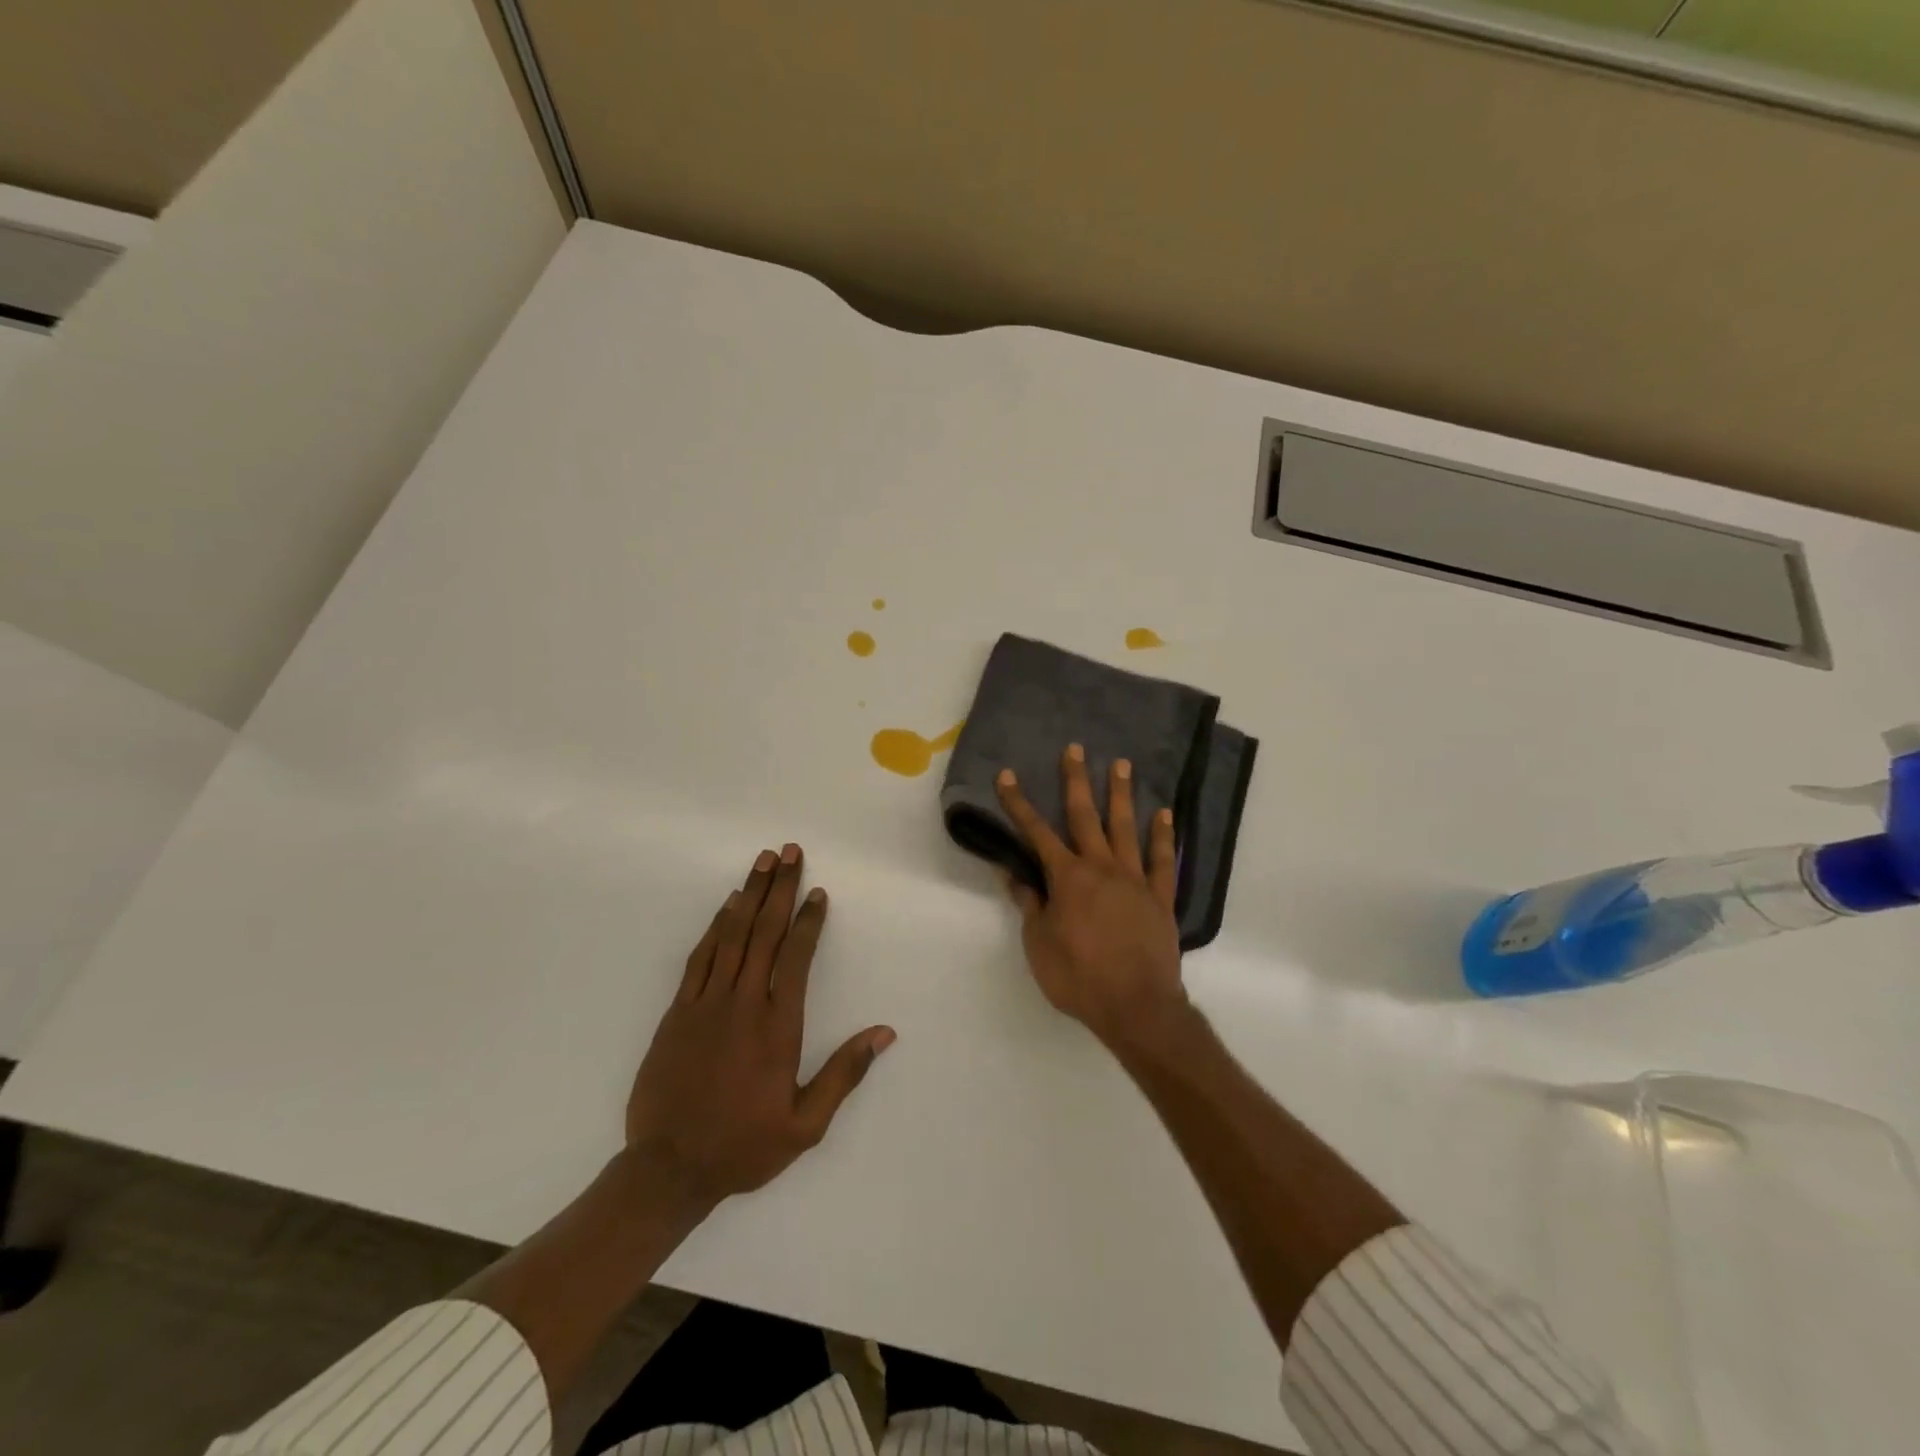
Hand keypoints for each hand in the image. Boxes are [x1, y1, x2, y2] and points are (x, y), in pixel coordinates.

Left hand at [625, 845, 895, 1206]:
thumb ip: (844, 1074)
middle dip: (781, 888)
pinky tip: (728, 905)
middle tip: (790, 851)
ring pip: (732, 935)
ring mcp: (706, 1003)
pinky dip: (716, 925)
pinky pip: (701, 956)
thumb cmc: (743, 1147)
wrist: (667, 1169)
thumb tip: (884, 1033)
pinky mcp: (678, 1011)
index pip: (796, 957)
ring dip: (750, 894)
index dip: (809, 920)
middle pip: (765, 932)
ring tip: (763, 861)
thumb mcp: (806, 1124)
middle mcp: (744, 1003)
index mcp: (778, 1026)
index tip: (818, 892)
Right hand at [994, 744, 1186, 1048]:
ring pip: (1126, 828)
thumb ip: (1030, 905)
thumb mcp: (1039, 945)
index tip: (1007, 775)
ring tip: (1122, 764)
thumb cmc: (1079, 978)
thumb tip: (1014, 873)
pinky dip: (1163, 836)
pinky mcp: (1161, 897)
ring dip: (1121, 795)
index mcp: (1067, 879)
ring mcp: (1135, 879)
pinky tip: (1164, 814)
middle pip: (1085, 816)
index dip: (1018, 803)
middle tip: (1076, 748)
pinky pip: (1163, 860)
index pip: (1036, 833)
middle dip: (1076, 781)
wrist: (1137, 1007)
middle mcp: (1101, 868)